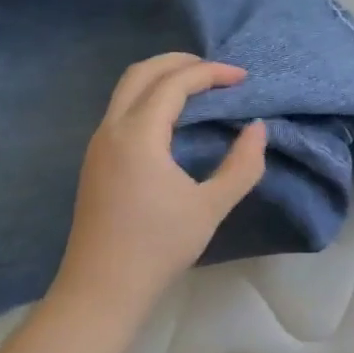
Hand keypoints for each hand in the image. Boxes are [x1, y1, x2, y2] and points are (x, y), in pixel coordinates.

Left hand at [53, 53, 266, 318]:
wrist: (101, 290)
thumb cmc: (158, 247)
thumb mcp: (211, 206)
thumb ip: (242, 164)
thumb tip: (258, 128)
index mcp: (138, 135)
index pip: (175, 83)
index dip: (212, 73)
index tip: (243, 77)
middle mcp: (111, 129)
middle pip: (142, 72)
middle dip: (181, 62)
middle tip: (218, 71)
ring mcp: (98, 144)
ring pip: (127, 88)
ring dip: (163, 77)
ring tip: (201, 87)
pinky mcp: (96, 160)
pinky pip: (122, 108)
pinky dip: (150, 96)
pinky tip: (175, 117)